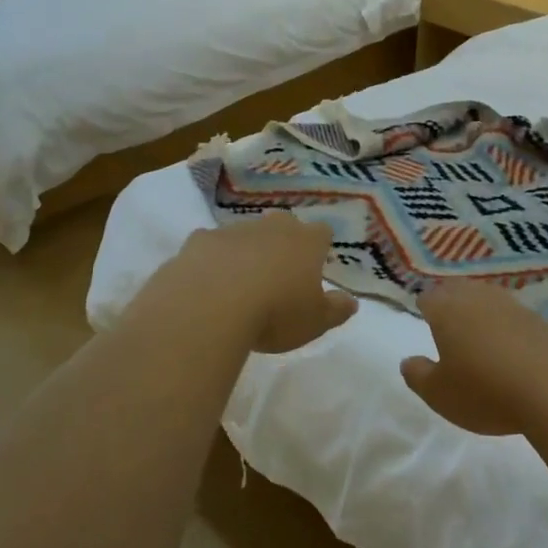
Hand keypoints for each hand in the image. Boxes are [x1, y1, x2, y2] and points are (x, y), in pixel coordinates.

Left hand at [168, 212, 357, 353]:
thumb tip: (351, 301)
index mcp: (306, 241)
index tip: (315, 266)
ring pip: (244, 235)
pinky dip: (210, 262)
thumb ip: (336, 310)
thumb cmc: (275, 314)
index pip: (322, 232)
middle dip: (282, 243)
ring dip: (244, 253)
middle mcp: (271, 227)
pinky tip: (206, 287)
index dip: (320, 247)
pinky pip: (209, 249)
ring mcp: (231, 231)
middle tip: (278, 273)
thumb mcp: (316, 322)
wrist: (209, 307)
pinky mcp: (197, 242)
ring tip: (239, 286)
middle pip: (282, 225)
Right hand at [400, 282, 547, 436]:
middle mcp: (476, 298)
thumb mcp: (438, 394)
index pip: (427, 298)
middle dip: (450, 302)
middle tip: (447, 321)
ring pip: (486, 299)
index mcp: (446, 309)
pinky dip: (505, 325)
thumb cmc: (484, 390)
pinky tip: (508, 345)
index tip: (423, 319)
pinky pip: (511, 315)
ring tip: (477, 331)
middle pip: (457, 290)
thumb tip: (408, 361)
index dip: (424, 308)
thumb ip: (417, 375)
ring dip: (479, 310)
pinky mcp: (538, 319)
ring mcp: (511, 305)